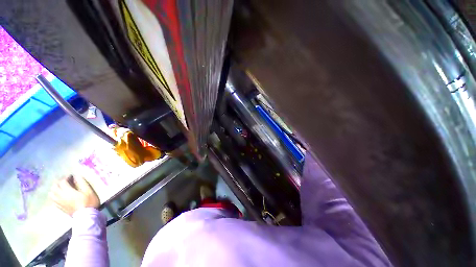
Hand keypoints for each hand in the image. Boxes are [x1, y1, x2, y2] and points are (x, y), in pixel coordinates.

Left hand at [50, 176, 99, 215]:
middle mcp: (61, 196)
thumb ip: (82, 183)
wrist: (86, 215)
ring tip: (59, 188)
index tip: (71, 176)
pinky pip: (53, 200)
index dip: (66, 177)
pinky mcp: (60, 207)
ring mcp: (59, 202)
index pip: (62, 181)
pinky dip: (54, 196)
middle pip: (55, 187)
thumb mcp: (89, 191)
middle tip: (64, 181)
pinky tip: (58, 196)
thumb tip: (77, 176)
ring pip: (51, 193)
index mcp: (68, 191)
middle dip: (58, 182)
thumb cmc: (89, 202)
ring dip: (54, 189)